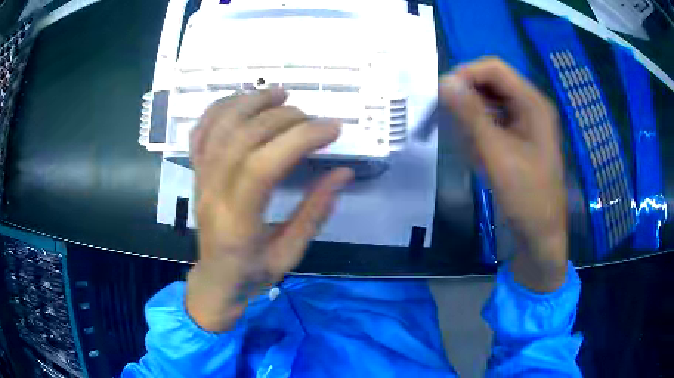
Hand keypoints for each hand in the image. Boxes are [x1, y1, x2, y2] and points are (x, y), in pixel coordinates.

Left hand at [186, 88, 353, 330]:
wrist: (215, 280)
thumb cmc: (252, 274)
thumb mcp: (290, 254)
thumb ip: (315, 213)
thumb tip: (342, 174)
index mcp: (237, 222)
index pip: (264, 166)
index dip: (300, 139)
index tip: (333, 129)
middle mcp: (213, 193)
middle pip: (242, 138)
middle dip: (283, 118)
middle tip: (313, 118)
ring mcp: (200, 179)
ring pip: (219, 127)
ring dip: (250, 102)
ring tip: (280, 93)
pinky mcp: (196, 173)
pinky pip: (201, 131)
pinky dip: (220, 108)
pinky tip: (242, 98)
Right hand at [439, 58, 567, 292]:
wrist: (540, 234)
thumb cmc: (525, 196)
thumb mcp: (496, 154)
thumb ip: (470, 115)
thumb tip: (444, 81)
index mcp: (533, 103)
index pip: (494, 69)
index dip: (466, 74)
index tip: (441, 94)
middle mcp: (531, 106)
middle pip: (493, 83)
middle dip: (468, 96)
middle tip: (448, 118)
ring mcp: (527, 122)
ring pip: (492, 102)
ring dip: (473, 115)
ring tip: (466, 141)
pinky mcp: (521, 137)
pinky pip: (495, 120)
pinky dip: (481, 130)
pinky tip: (477, 150)